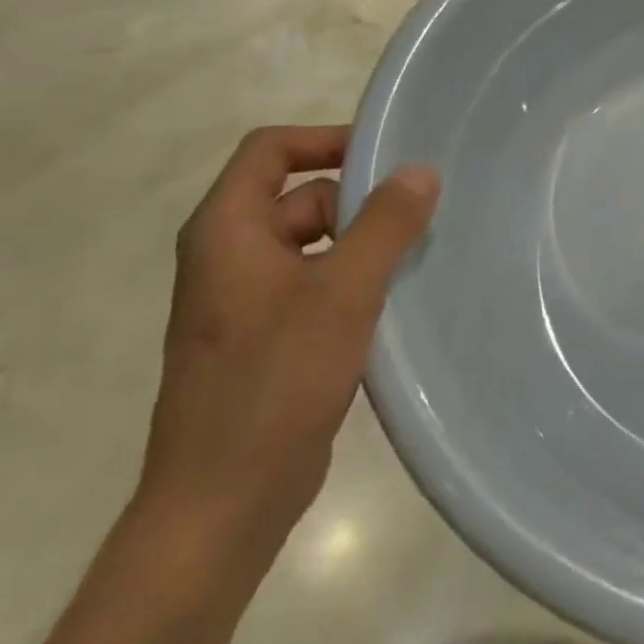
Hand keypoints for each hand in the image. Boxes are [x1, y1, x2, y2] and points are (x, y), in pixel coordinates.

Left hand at [135, 126, 438, 582]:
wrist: (222, 502)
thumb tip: (421, 170)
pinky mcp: (266, 339)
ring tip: (419, 258)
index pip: (271, 150)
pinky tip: (396, 302)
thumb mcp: (342, 291)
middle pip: (300, 198)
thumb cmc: (276, 382)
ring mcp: (246, 301)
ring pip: (314, 245)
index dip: (326, 140)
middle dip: (359, 202)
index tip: (386, 155)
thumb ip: (385, 223)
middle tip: (421, 218)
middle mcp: (229, 256)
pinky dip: (353, 282)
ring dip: (363, 245)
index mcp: (227, 231)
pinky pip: (315, 285)